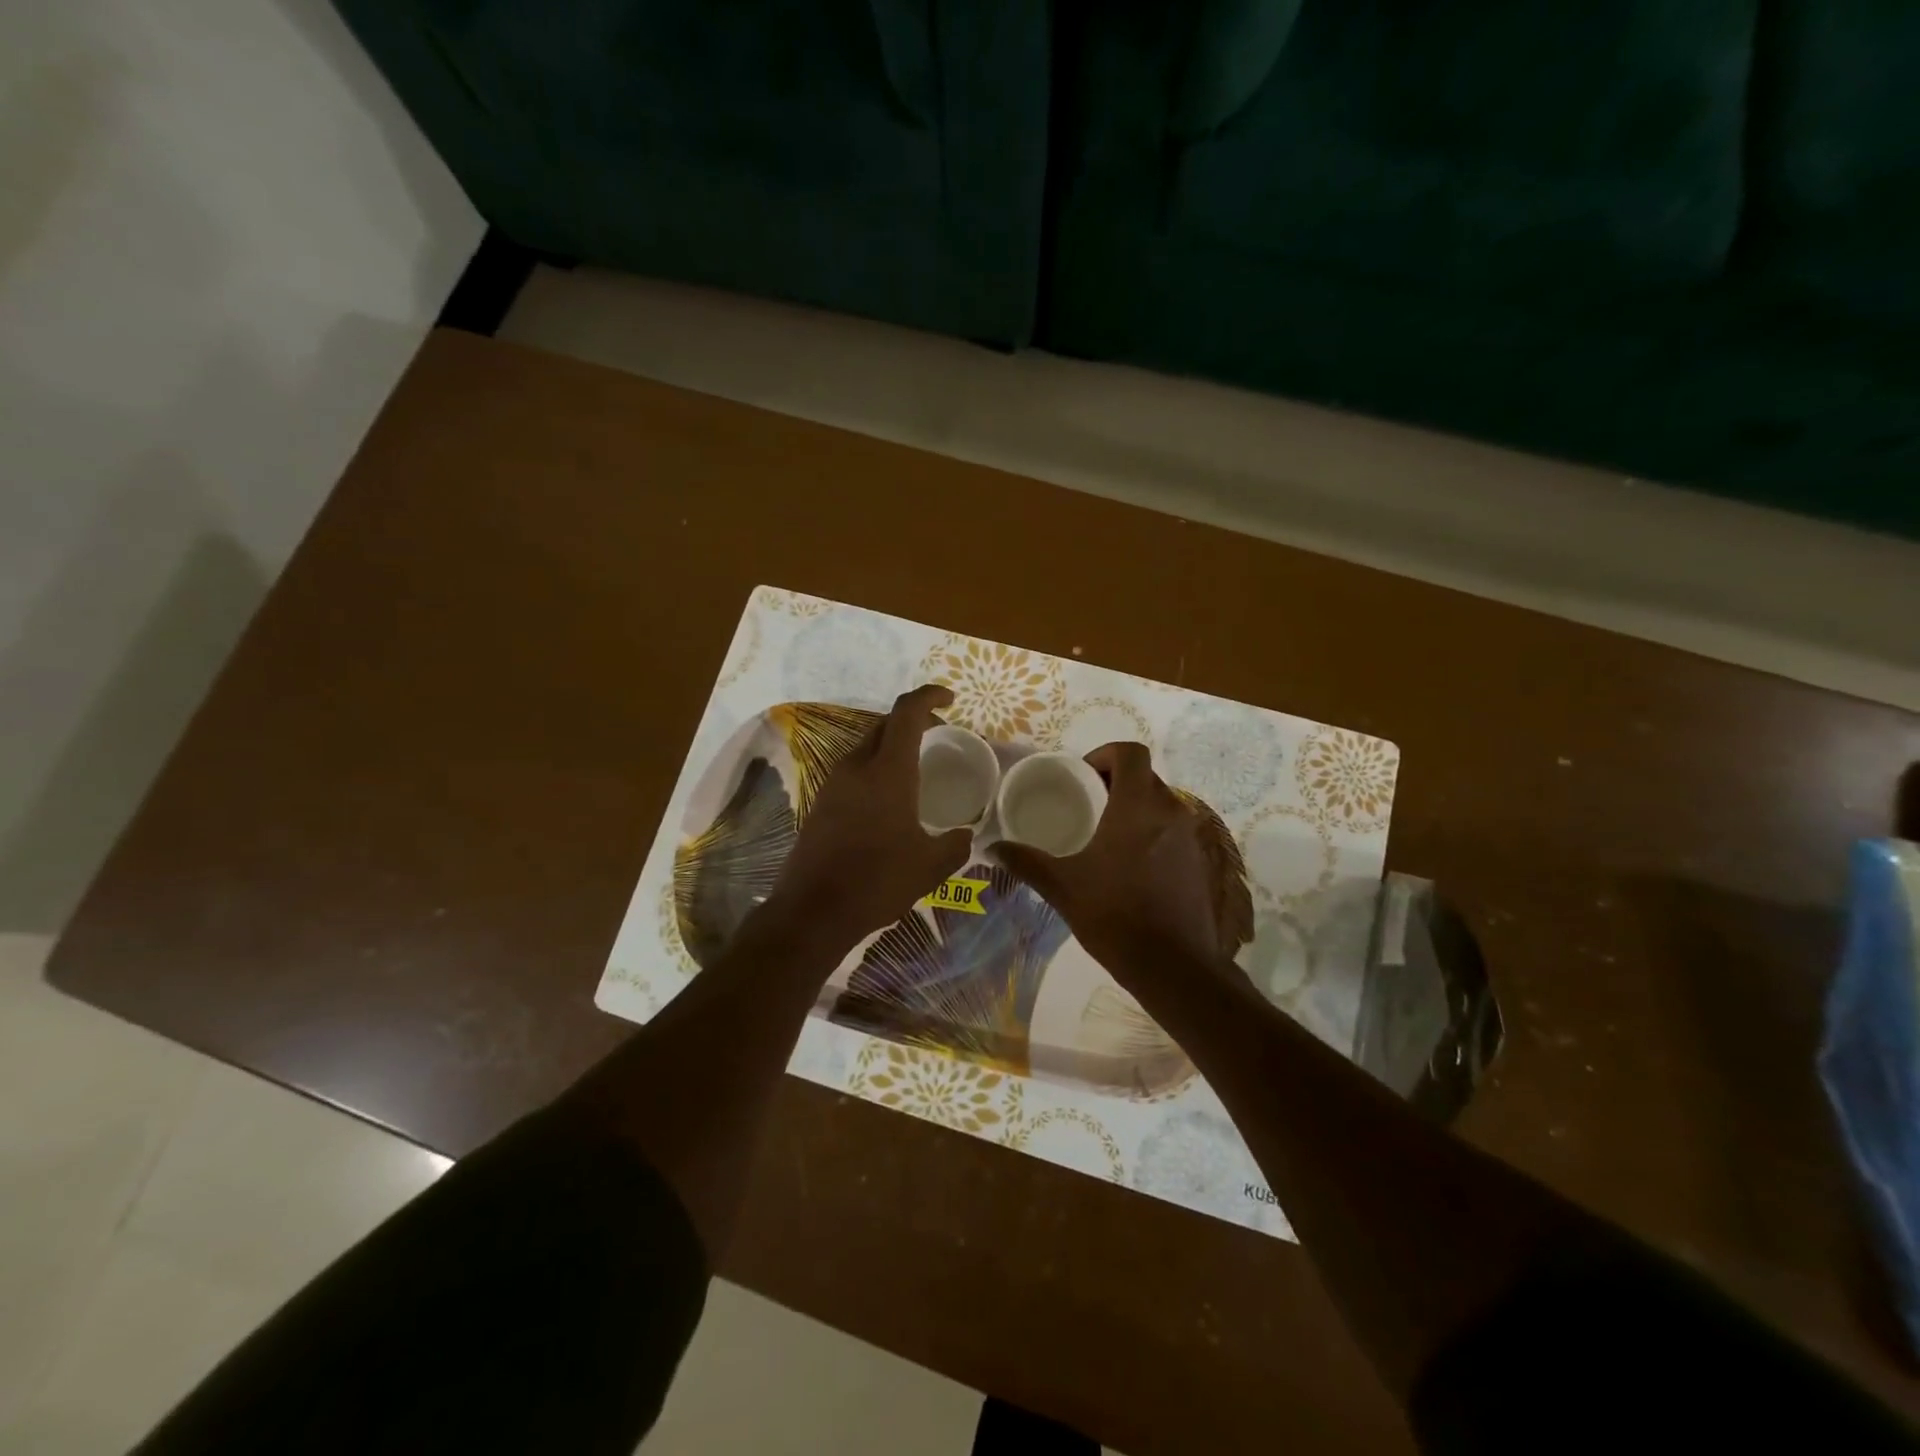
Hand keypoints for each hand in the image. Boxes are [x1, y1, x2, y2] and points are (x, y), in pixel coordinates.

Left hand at [763, 685, 972, 947]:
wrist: (813, 911)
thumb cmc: (877, 881)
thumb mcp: (930, 866)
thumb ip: (955, 844)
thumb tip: (965, 836)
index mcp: (888, 771)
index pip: (907, 712)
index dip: (929, 696)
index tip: (950, 699)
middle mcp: (857, 767)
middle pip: (884, 724)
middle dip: (913, 719)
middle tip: (938, 732)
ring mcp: (833, 784)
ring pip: (866, 745)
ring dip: (891, 744)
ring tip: (916, 765)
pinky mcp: (821, 803)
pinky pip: (853, 769)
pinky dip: (875, 767)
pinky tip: (888, 797)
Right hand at [996, 742, 1221, 983]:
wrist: (1175, 967)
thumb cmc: (1115, 916)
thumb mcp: (1063, 887)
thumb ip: (1027, 862)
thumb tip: (992, 848)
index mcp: (1137, 807)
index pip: (1131, 753)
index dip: (1105, 754)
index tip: (1082, 776)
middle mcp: (1171, 812)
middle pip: (1145, 776)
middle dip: (1116, 782)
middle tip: (1087, 804)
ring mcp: (1191, 838)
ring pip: (1161, 804)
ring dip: (1135, 808)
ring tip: (1105, 835)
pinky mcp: (1201, 862)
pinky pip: (1173, 831)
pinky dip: (1152, 833)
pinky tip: (1130, 866)